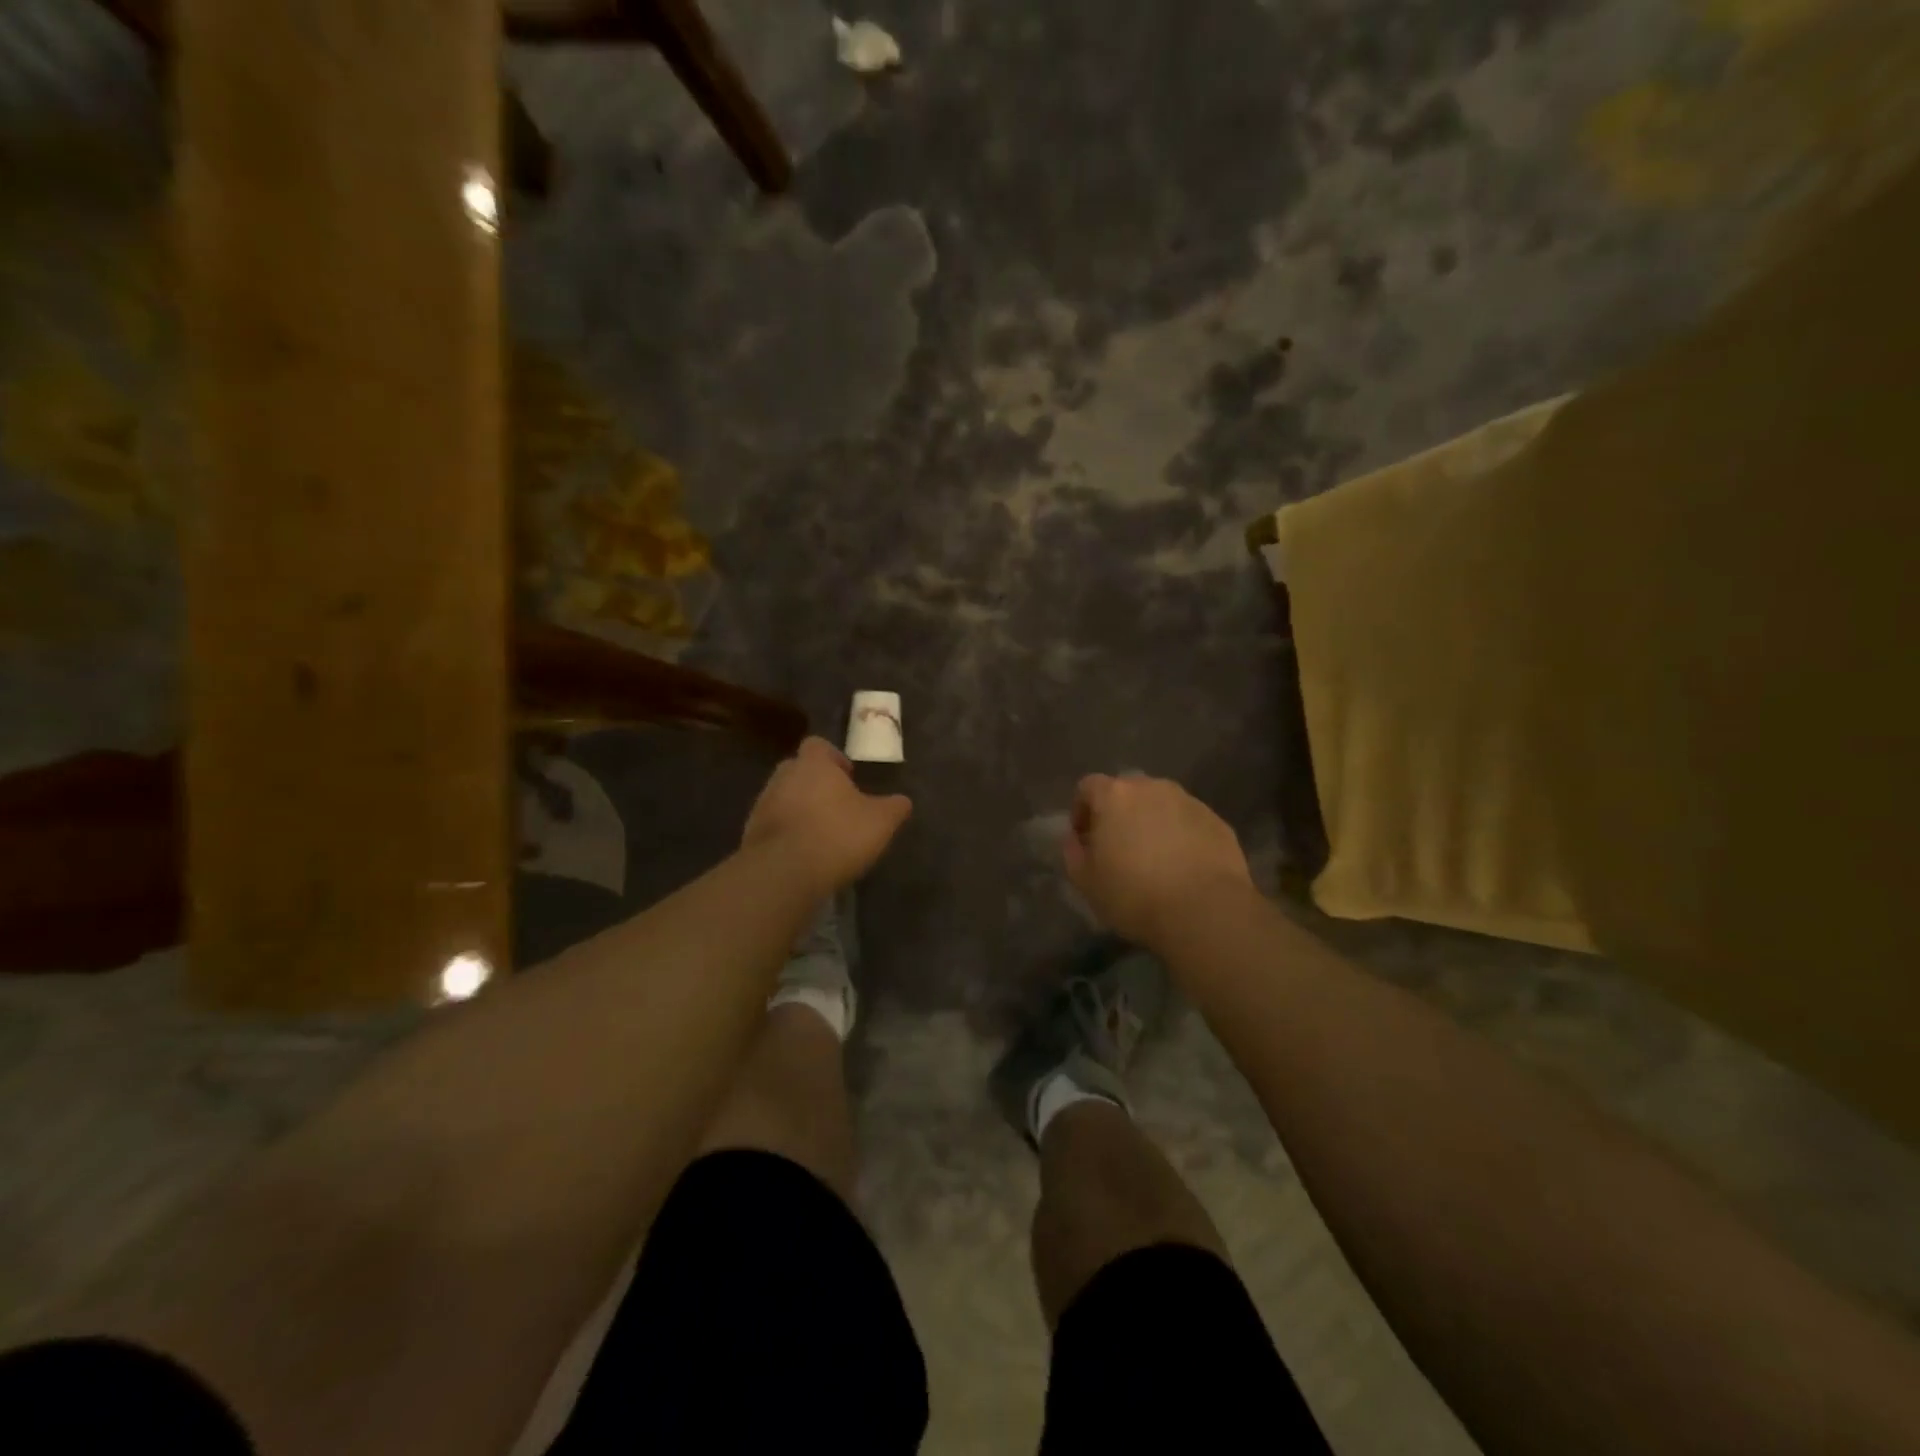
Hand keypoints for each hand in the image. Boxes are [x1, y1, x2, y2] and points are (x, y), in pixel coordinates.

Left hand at [742, 737, 911, 894]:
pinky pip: (772, 825)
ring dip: (799, 809)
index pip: (818, 745)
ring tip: (820, 833)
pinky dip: (786, 833)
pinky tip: (803, 853)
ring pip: (783, 797)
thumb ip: (894, 807)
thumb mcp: (881, 822)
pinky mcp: (750, 833)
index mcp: (813, 764)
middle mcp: (783, 776)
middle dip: (815, 783)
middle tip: (836, 804)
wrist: (784, 873)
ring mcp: (762, 804)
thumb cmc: (837, 835)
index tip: (848, 777)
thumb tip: (903, 801)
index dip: (833, 758)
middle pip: (798, 769)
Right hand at [1064, 773, 1253, 945]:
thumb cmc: (1135, 895)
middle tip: (1118, 847)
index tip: (1084, 838)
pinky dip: (1181, 836)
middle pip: (1127, 791)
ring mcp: (1190, 802)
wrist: (1205, 912)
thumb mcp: (1086, 882)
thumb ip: (1073, 853)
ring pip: (1161, 805)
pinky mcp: (1218, 822)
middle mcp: (1153, 788)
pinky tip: (1183, 867)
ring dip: (1152, 822)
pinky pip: (1189, 822)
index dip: (1081, 810)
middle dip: (1119, 814)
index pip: (1088, 786)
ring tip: (1154, 858)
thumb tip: (1075, 839)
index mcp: (1115, 796)